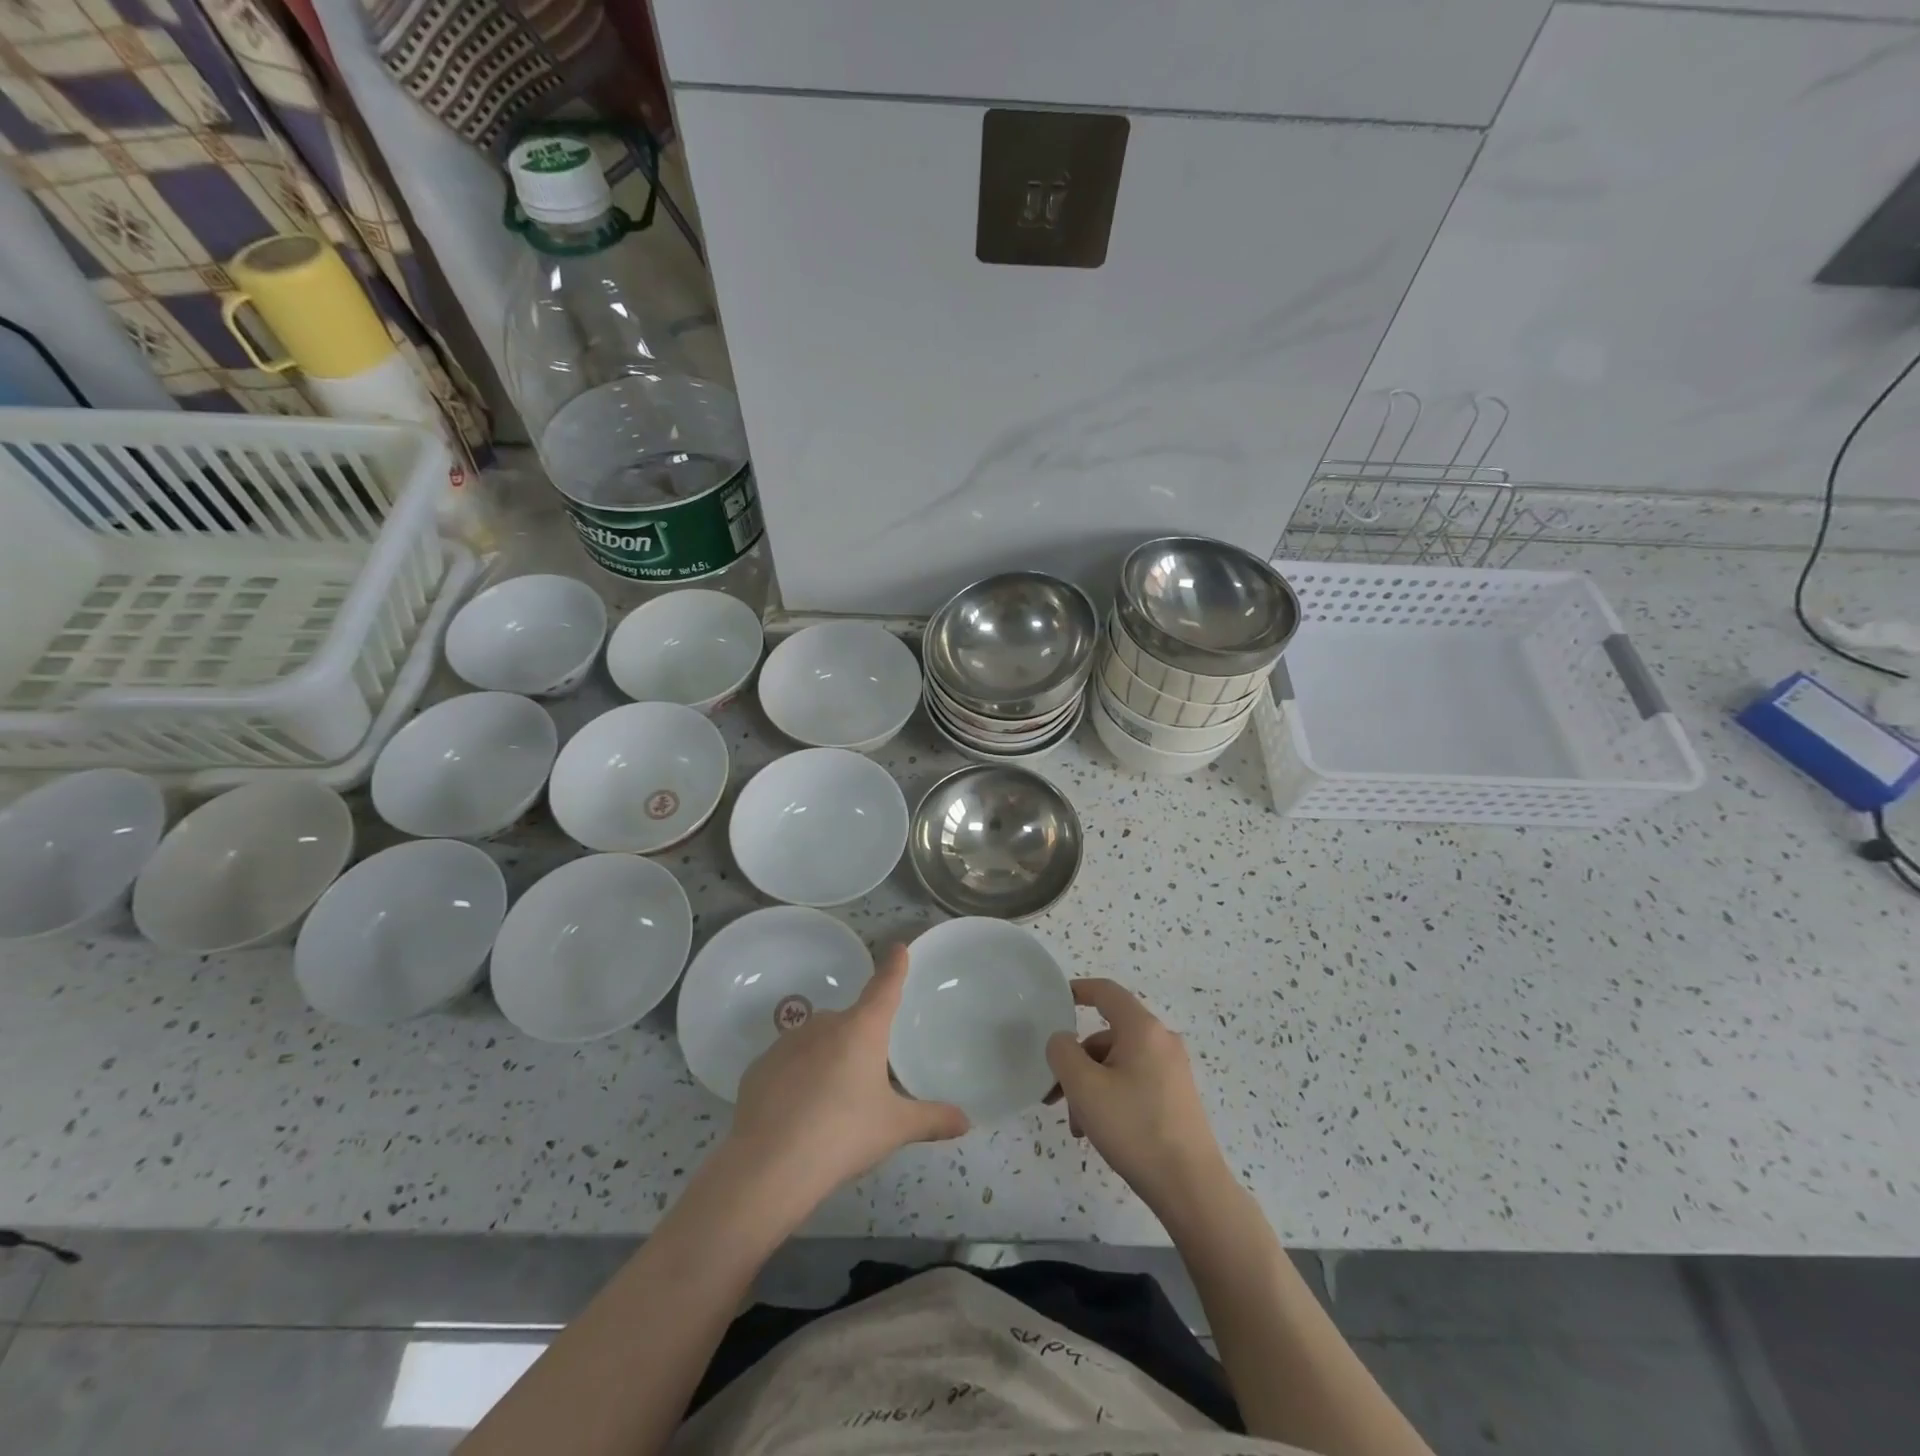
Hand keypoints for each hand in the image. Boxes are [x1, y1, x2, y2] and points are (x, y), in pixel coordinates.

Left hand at [730, 944, 968, 1204]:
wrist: (769, 1164)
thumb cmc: (842, 1135)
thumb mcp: (894, 1128)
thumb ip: (931, 1119)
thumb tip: (967, 1121)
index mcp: (862, 1029)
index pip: (884, 987)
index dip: (894, 967)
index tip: (898, 947)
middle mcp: (825, 1024)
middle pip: (850, 1022)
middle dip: (859, 1043)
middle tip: (865, 1082)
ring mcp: (787, 1043)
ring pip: (817, 1043)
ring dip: (826, 1060)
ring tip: (830, 1105)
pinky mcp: (759, 1067)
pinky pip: (788, 1065)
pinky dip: (796, 1080)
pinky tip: (798, 1114)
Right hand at [1047, 978, 1232, 1223]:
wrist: (1190, 1187)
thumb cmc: (1134, 1127)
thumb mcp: (1084, 1087)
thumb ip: (1063, 1052)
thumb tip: (1062, 1041)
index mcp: (1142, 1029)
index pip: (1106, 992)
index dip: (1079, 990)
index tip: (1055, 1001)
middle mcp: (1161, 1041)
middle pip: (1107, 1035)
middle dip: (1077, 1062)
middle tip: (1054, 1094)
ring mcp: (1172, 1070)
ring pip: (1118, 1063)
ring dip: (1091, 1086)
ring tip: (1078, 1126)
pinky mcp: (1175, 1097)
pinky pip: (1133, 1082)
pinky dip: (1111, 1097)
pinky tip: (1098, 1132)